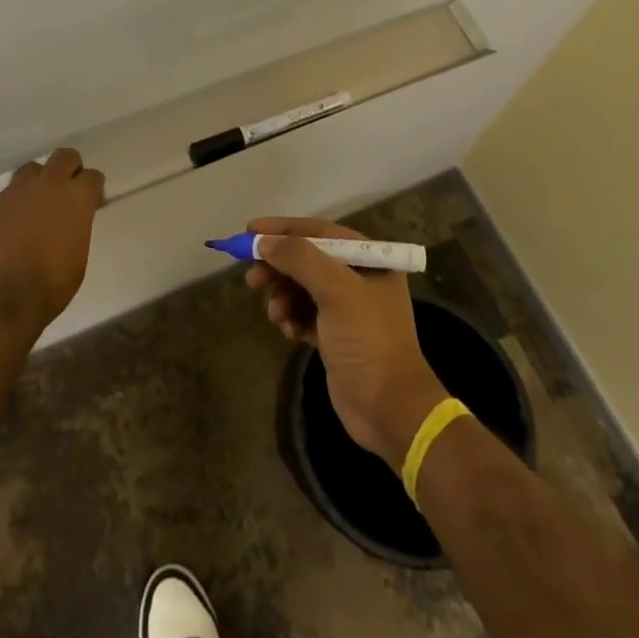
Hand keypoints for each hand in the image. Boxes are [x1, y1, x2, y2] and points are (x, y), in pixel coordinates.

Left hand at [0, 149, 103, 339]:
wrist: (0, 299)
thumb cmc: (50, 285)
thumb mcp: (77, 257)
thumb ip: (76, 229)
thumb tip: (67, 224)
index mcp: (76, 198)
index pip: (93, 177)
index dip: (92, 190)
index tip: (90, 204)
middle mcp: (47, 186)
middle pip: (64, 157)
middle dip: (69, 169)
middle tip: (66, 193)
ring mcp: (15, 193)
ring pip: (31, 170)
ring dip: (37, 183)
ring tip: (35, 208)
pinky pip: (6, 197)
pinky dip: (12, 207)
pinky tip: (10, 230)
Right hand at [245, 217, 447, 464]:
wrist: (388, 408)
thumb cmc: (367, 340)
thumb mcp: (336, 291)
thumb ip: (300, 259)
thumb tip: (264, 241)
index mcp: (369, 259)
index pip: (319, 231)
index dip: (283, 229)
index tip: (249, 231)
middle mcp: (359, 278)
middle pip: (307, 259)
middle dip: (278, 267)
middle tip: (252, 279)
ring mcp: (347, 309)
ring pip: (302, 288)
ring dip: (283, 296)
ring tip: (275, 314)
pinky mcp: (336, 336)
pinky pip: (304, 314)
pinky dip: (291, 317)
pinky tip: (287, 330)